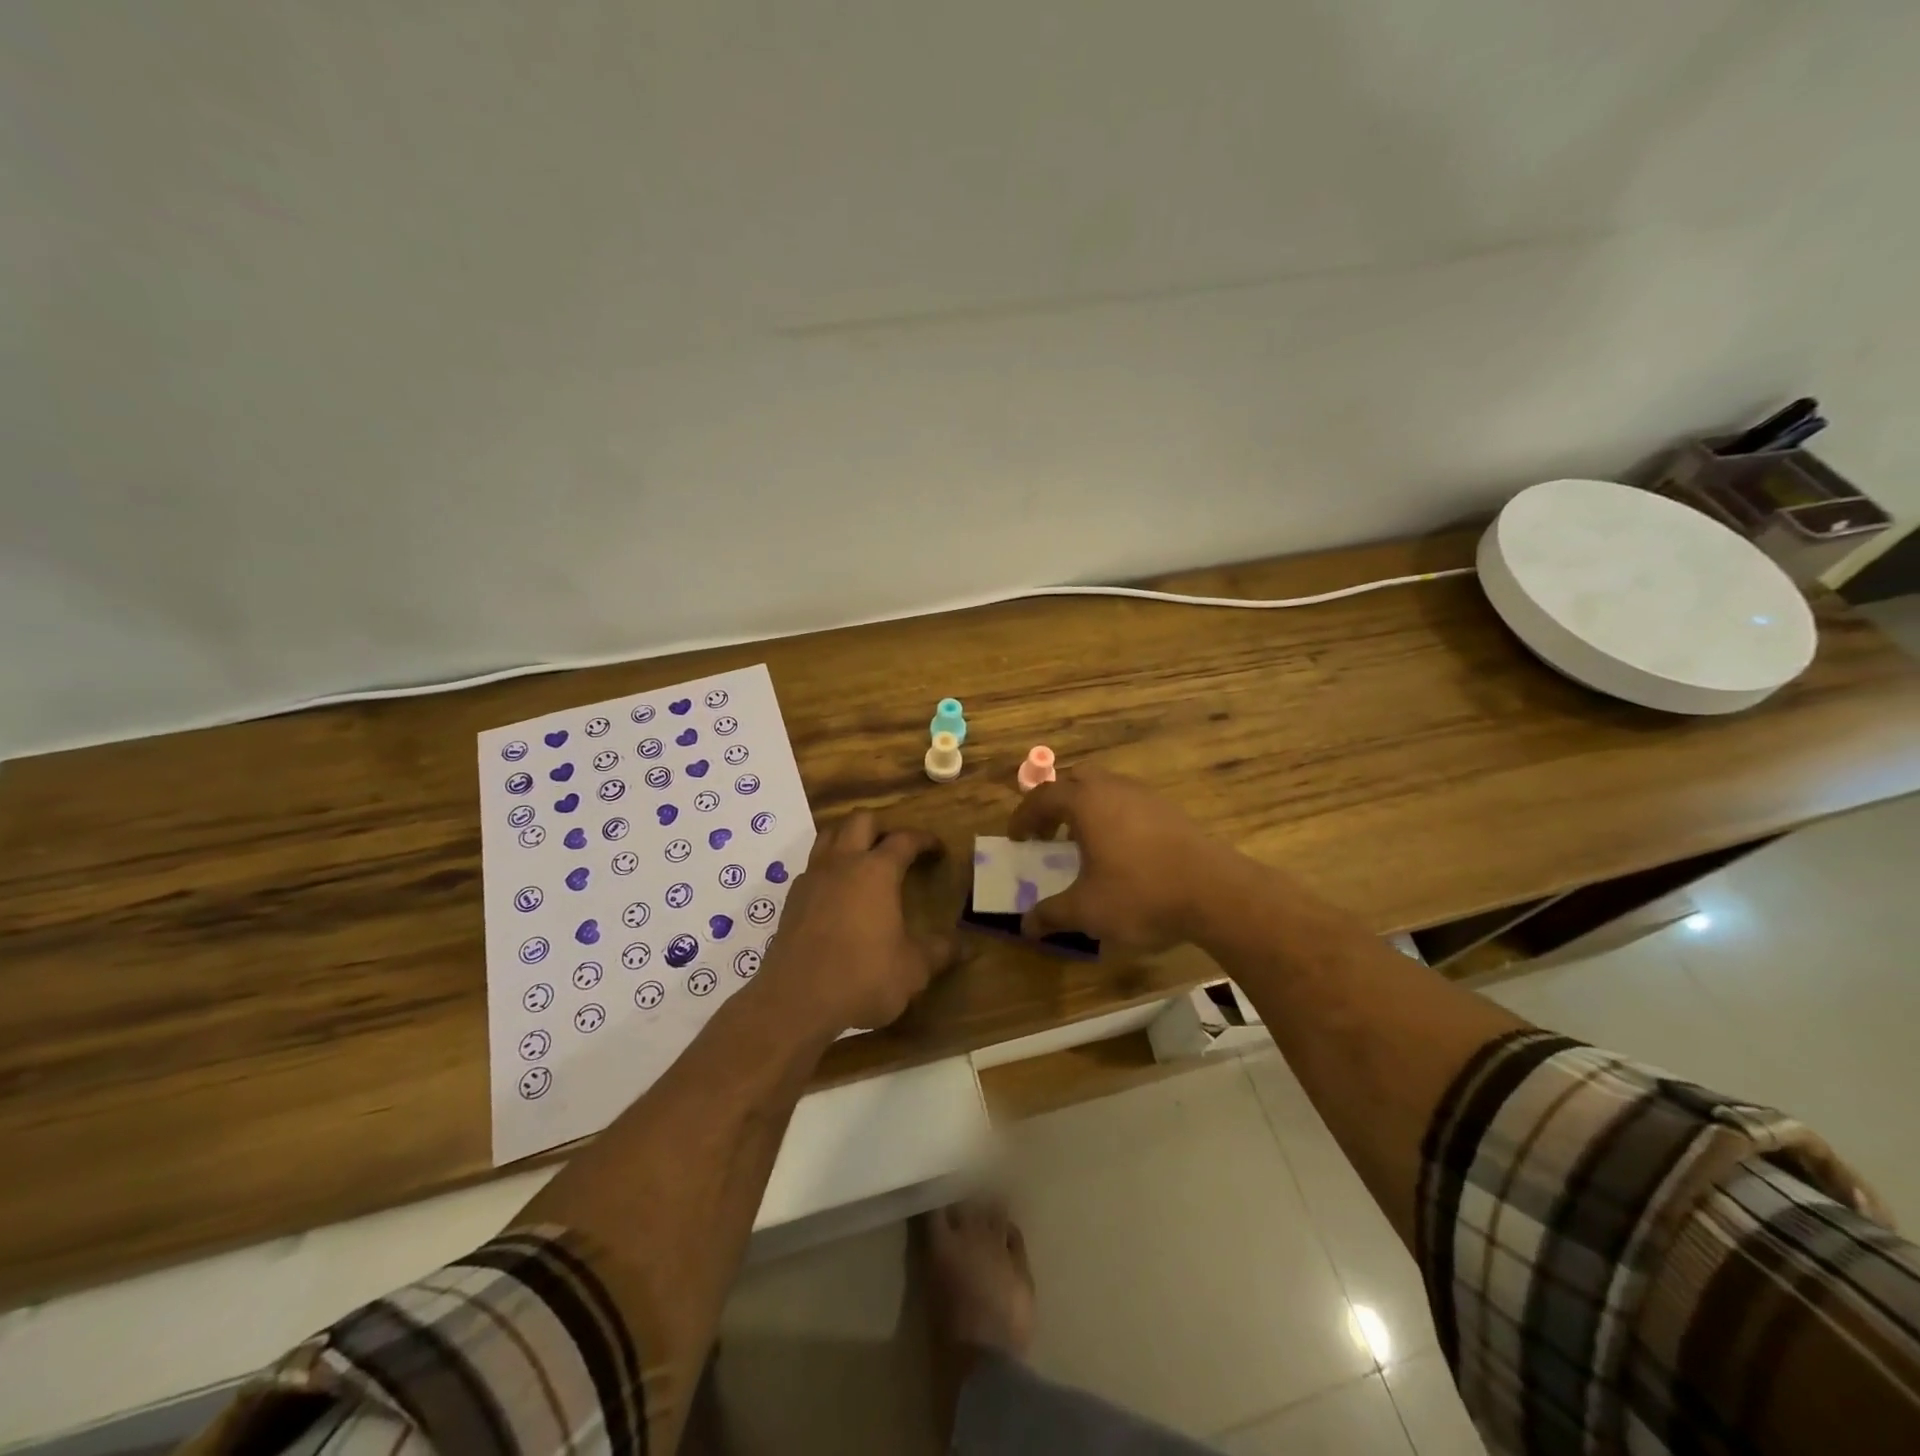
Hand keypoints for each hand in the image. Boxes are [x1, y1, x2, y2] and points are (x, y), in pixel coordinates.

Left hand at [757, 811, 957, 1034]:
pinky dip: (828, 868)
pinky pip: (813, 866)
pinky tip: (837, 893)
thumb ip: (939, 952)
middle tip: (896, 848)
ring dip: (849, 838)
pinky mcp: (792, 899)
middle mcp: (843, 863)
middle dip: (882, 826)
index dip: (924, 840)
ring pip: (829, 835)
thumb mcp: (912, 969)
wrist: (795, 1000)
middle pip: (861, 821)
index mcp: (877, 871)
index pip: (904, 840)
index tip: (937, 848)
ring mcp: (813, 878)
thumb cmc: (862, 977)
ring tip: (864, 859)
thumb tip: (964, 946)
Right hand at [1006, 767, 1245, 948]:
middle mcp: (1113, 788)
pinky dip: (1114, 817)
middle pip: (1075, 781)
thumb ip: (1051, 915)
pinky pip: (1130, 802)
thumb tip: (1026, 926)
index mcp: (1085, 802)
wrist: (1216, 892)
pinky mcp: (1171, 810)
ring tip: (1084, 842)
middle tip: (1048, 833)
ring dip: (1087, 809)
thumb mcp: (1087, 911)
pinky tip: (1121, 851)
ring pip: (1106, 789)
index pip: (1043, 797)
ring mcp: (1146, 796)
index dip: (1024, 817)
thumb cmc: (1141, 894)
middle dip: (1056, 803)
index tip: (1017, 839)